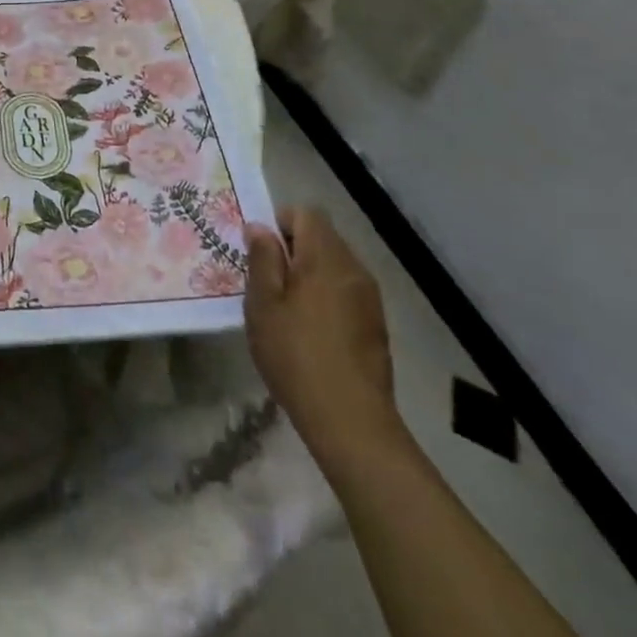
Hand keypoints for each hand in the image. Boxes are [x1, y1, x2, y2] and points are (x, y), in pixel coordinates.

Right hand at [244, 206, 402, 467]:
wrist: (352, 422)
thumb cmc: (296, 355)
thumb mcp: (263, 303)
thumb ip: (262, 258)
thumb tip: (260, 227)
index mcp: (326, 258)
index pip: (306, 213)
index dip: (280, 222)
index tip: (261, 251)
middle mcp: (354, 269)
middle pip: (322, 237)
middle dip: (293, 249)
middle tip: (267, 280)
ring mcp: (369, 298)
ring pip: (334, 265)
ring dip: (310, 274)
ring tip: (286, 307)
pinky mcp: (375, 325)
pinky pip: (345, 291)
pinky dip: (326, 296)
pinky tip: (310, 330)